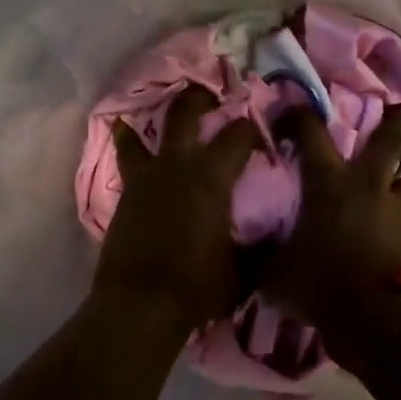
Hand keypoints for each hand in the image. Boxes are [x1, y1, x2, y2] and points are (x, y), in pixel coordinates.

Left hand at [93, 84, 261, 331]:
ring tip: (168, 111)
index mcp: (212, 177)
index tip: (261, 136)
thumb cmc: (198, 287)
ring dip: (158, 117)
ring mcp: (146, 177)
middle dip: (200, 97)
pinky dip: (129, 142)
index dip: (252, 129)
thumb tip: (275, 234)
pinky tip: (126, 132)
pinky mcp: (125, 193)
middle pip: (185, 112)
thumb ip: (260, 245)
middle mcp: (177, 165)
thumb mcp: (244, 269)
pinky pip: (127, 157)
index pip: (238, 135)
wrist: (140, 305)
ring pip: (146, 131)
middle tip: (212, 94)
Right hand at [256, 103, 400, 334]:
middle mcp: (364, 185)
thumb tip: (246, 252)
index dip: (298, 116)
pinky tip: (397, 224)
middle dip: (396, 121)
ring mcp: (393, 210)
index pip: (310, 132)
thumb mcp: (273, 273)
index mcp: (327, 182)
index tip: (289, 115)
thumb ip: (261, 257)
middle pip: (388, 141)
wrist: (374, 315)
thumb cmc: (319, 282)